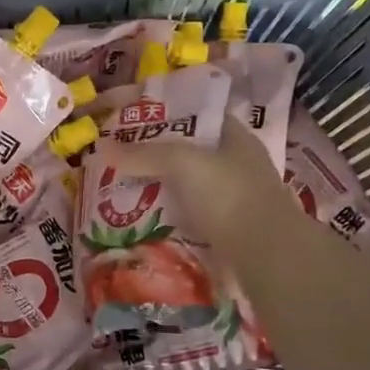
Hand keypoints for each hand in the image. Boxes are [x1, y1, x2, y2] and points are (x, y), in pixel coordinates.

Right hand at [111, 117, 302, 253]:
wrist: (266, 256)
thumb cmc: (228, 195)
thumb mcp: (182, 163)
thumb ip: (144, 153)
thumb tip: (103, 147)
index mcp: (235, 137)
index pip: (197, 115)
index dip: (166, 113)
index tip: (132, 119)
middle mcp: (237, 164)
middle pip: (189, 152)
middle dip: (155, 154)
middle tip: (119, 156)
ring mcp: (234, 199)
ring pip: (187, 186)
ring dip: (159, 187)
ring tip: (123, 188)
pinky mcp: (226, 231)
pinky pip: (189, 216)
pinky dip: (167, 216)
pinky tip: (142, 219)